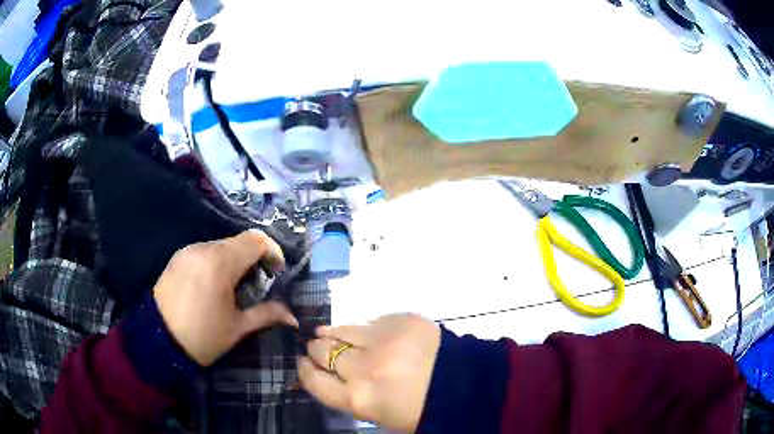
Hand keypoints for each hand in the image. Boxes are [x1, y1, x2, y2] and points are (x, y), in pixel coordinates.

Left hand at [154, 230, 298, 366]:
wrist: (158, 340)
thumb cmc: (202, 337)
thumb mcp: (237, 328)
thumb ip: (266, 315)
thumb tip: (293, 317)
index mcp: (220, 263)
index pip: (255, 240)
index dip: (272, 251)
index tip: (276, 271)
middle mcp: (203, 248)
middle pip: (238, 242)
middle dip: (253, 258)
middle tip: (256, 284)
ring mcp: (187, 251)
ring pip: (220, 246)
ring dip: (233, 260)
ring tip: (233, 286)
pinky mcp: (177, 257)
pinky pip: (203, 252)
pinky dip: (215, 262)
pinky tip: (212, 285)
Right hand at [299, 314, 440, 431]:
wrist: (467, 383)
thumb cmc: (420, 409)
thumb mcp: (378, 414)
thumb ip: (349, 395)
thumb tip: (328, 375)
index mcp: (359, 399)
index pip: (313, 380)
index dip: (304, 370)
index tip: (303, 363)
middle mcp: (363, 368)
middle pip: (321, 351)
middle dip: (317, 350)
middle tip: (320, 349)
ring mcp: (382, 339)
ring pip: (340, 330)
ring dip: (333, 334)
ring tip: (330, 334)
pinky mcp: (399, 319)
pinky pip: (370, 321)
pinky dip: (366, 329)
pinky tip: (371, 334)